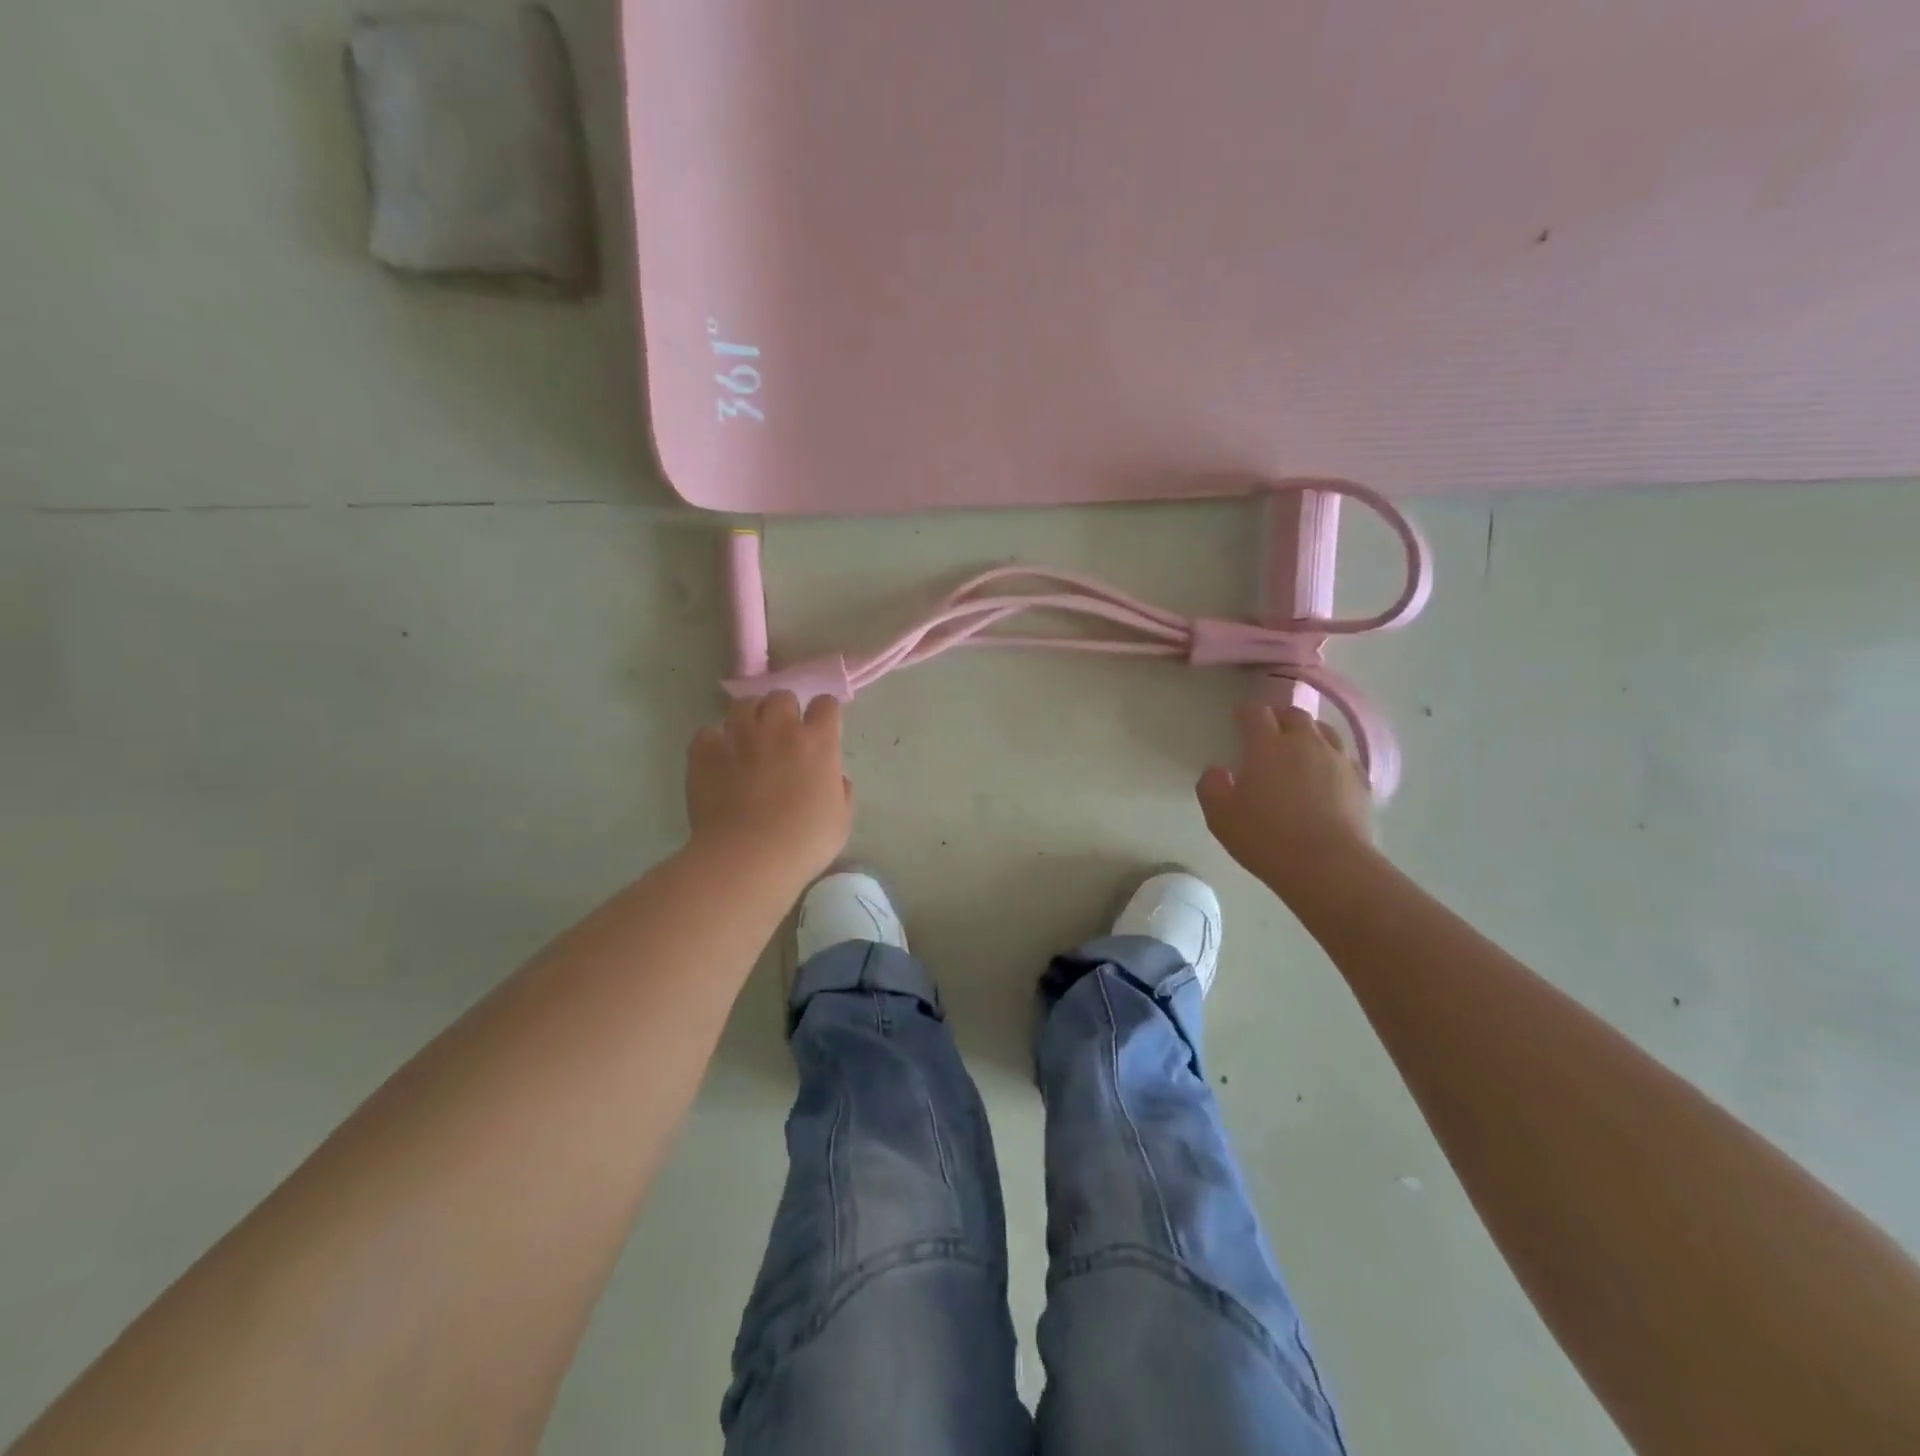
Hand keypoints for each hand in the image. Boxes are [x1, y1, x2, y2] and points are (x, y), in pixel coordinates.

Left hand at [686, 693, 852, 882]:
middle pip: (781, 697)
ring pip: (743, 704)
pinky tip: (718, 760)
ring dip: (748, 717)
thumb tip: (835, 778)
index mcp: (818, 742)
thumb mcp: (841, 820)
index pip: (826, 704)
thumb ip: (841, 791)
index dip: (823, 714)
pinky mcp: (704, 750)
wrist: (747, 857)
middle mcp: (779, 728)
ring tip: (747, 740)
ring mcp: (738, 736)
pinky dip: (714, 742)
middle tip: (781, 735)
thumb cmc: (803, 843)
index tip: (820, 728)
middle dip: (783, 711)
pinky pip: (708, 732)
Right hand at [1198, 705, 1374, 902]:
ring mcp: (1338, 760)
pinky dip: (1332, 758)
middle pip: (1294, 714)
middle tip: (1269, 731)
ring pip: (1325, 731)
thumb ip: (1211, 787)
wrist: (1329, 866)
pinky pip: (1345, 758)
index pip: (1256, 713)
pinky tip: (1327, 775)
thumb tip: (1217, 771)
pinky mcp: (1361, 782)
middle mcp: (1305, 743)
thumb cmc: (1267, 838)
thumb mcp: (1220, 817)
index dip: (1245, 712)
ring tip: (1300, 748)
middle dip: (1279, 717)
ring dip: (1309, 733)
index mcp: (1267, 746)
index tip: (1238, 718)